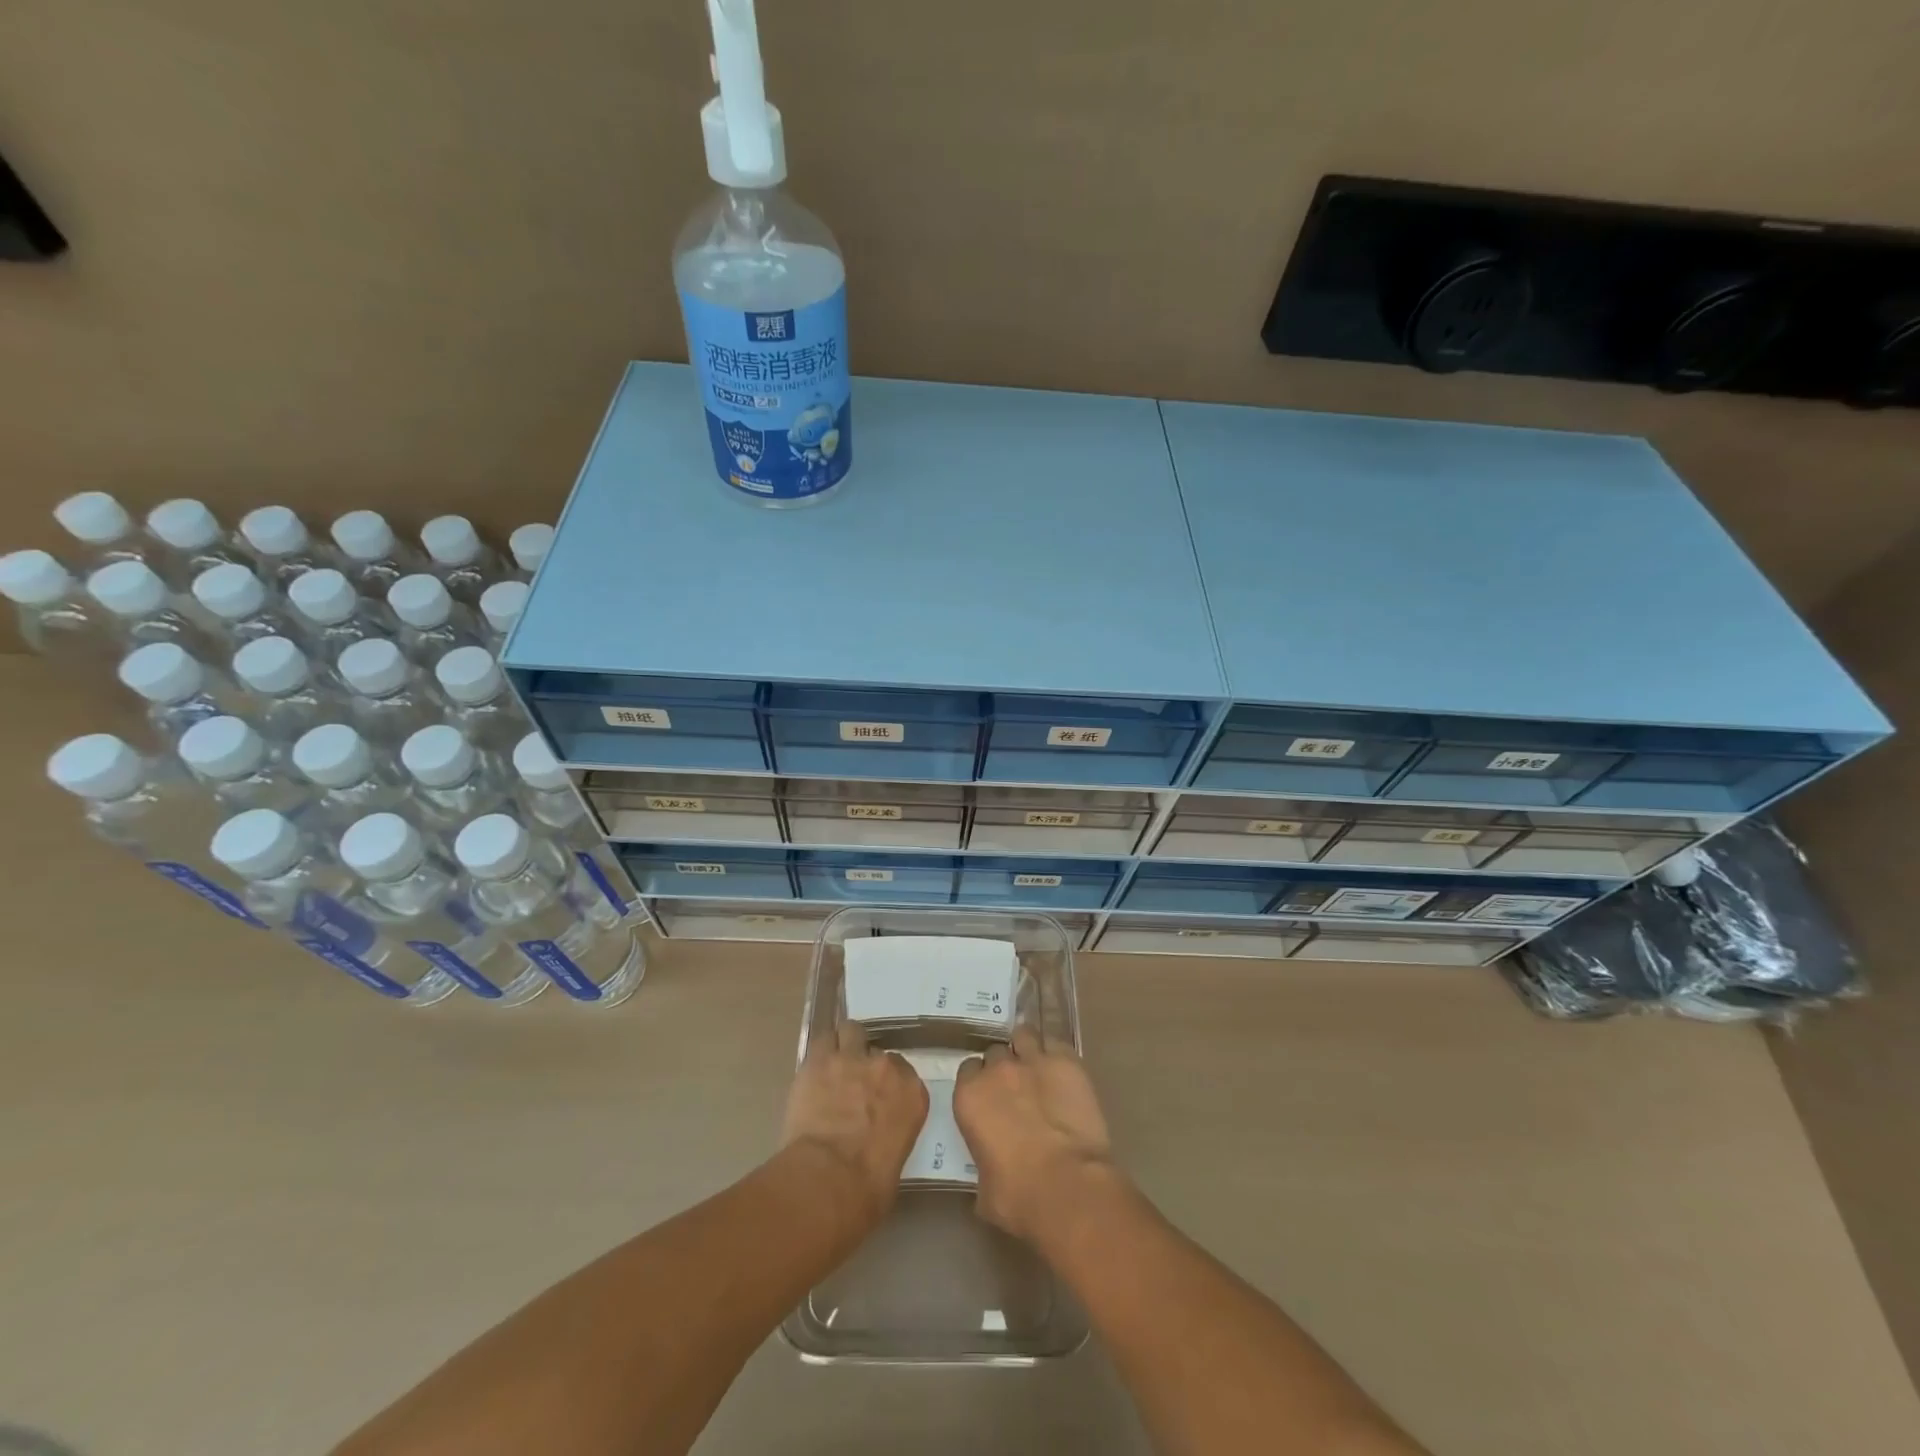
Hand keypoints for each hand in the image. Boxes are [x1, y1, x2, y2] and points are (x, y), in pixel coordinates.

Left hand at [782, 1018, 928, 1227]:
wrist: (830, 1179)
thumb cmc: (868, 1188)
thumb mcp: (896, 1161)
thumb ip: (892, 1134)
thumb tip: (878, 1139)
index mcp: (913, 1093)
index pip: (903, 1072)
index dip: (886, 1082)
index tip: (876, 1095)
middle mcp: (886, 1068)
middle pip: (877, 1051)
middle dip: (865, 1064)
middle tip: (852, 1085)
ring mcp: (852, 1058)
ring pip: (851, 1031)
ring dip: (844, 1045)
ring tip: (833, 1065)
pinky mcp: (820, 1060)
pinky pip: (822, 1040)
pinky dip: (820, 1050)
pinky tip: (813, 1066)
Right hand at [953, 1026, 1117, 1245]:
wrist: (1068, 1187)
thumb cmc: (1018, 1196)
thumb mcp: (984, 1187)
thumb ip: (982, 1162)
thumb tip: (991, 1167)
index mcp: (970, 1096)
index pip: (967, 1070)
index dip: (979, 1081)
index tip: (989, 1096)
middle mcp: (997, 1070)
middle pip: (996, 1052)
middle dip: (1004, 1067)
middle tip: (1016, 1088)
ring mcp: (1033, 1060)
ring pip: (1025, 1035)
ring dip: (1028, 1048)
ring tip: (1038, 1067)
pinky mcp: (1067, 1061)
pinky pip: (1057, 1043)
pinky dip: (1057, 1054)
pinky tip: (1063, 1069)